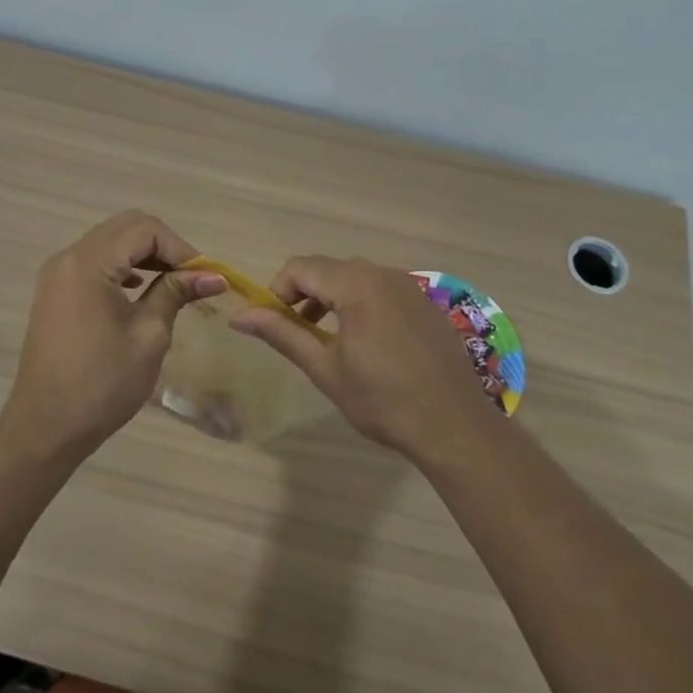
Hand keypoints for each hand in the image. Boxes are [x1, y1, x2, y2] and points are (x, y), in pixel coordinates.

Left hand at [0, 211, 226, 462]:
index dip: (181, 248)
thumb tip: (214, 276)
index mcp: (88, 263)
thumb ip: (176, 293)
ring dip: (145, 256)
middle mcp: (68, 258)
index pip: (145, 230)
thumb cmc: (102, 384)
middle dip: (165, 247)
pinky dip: (124, 268)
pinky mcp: (56, 293)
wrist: (46, 428)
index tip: (205, 277)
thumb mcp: (149, 335)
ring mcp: (58, 275)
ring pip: (111, 243)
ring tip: (174, 284)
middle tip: (192, 278)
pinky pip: (96, 263)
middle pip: (126, 228)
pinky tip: (141, 289)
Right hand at [230, 255, 487, 455]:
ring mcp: (409, 285)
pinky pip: (381, 288)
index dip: (278, 291)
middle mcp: (383, 273)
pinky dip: (360, 302)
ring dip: (331, 297)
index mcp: (357, 285)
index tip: (273, 324)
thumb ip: (282, 334)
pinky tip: (365, 341)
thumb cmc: (383, 400)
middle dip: (303, 294)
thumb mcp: (325, 368)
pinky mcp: (425, 302)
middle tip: (296, 332)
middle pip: (328, 268)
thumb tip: (239, 317)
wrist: (454, 424)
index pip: (300, 267)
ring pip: (355, 276)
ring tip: (325, 337)